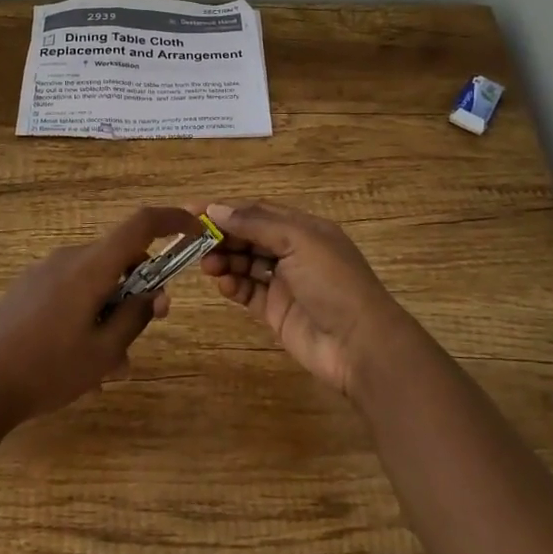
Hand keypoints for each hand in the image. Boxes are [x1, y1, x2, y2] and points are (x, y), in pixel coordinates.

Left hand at [0, 206, 198, 426]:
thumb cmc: (46, 369)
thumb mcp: (103, 352)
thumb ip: (134, 318)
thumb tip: (152, 294)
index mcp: (91, 266)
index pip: (141, 224)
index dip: (173, 220)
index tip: (196, 229)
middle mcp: (68, 259)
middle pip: (119, 257)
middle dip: (141, 287)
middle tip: (150, 325)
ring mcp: (44, 273)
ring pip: (96, 280)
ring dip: (113, 310)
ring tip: (110, 366)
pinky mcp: (27, 290)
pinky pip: (72, 291)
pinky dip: (89, 314)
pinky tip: (81, 362)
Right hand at [199, 201, 419, 399]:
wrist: (360, 345)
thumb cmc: (333, 282)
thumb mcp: (298, 241)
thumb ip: (256, 224)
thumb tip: (216, 209)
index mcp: (304, 228)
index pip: (258, 211)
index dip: (227, 210)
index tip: (193, 210)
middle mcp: (293, 252)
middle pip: (249, 237)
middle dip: (222, 236)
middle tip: (192, 241)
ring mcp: (284, 283)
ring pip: (246, 263)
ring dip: (225, 260)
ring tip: (205, 264)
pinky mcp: (276, 311)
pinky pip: (248, 292)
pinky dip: (233, 285)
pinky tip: (222, 283)